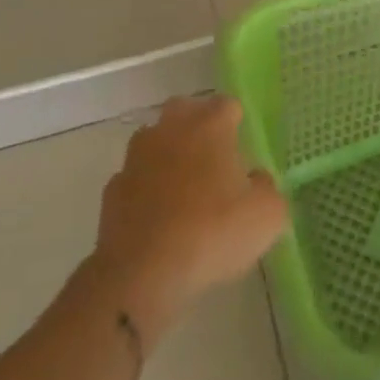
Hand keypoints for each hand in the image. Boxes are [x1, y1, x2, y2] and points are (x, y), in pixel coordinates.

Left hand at [85, 96, 287, 331]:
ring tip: (184, 189)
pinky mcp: (112, 190)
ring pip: (155, 141)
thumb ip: (267, 188)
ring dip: (168, 155)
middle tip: (213, 159)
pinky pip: (136, 179)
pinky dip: (146, 190)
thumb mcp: (267, 215)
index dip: (237, 123)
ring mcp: (136, 158)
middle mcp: (170, 130)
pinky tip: (158, 217)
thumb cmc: (212, 233)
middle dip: (197, 126)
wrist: (142, 275)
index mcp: (210, 125)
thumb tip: (255, 180)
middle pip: (185, 110)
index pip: (227, 105)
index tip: (243, 149)